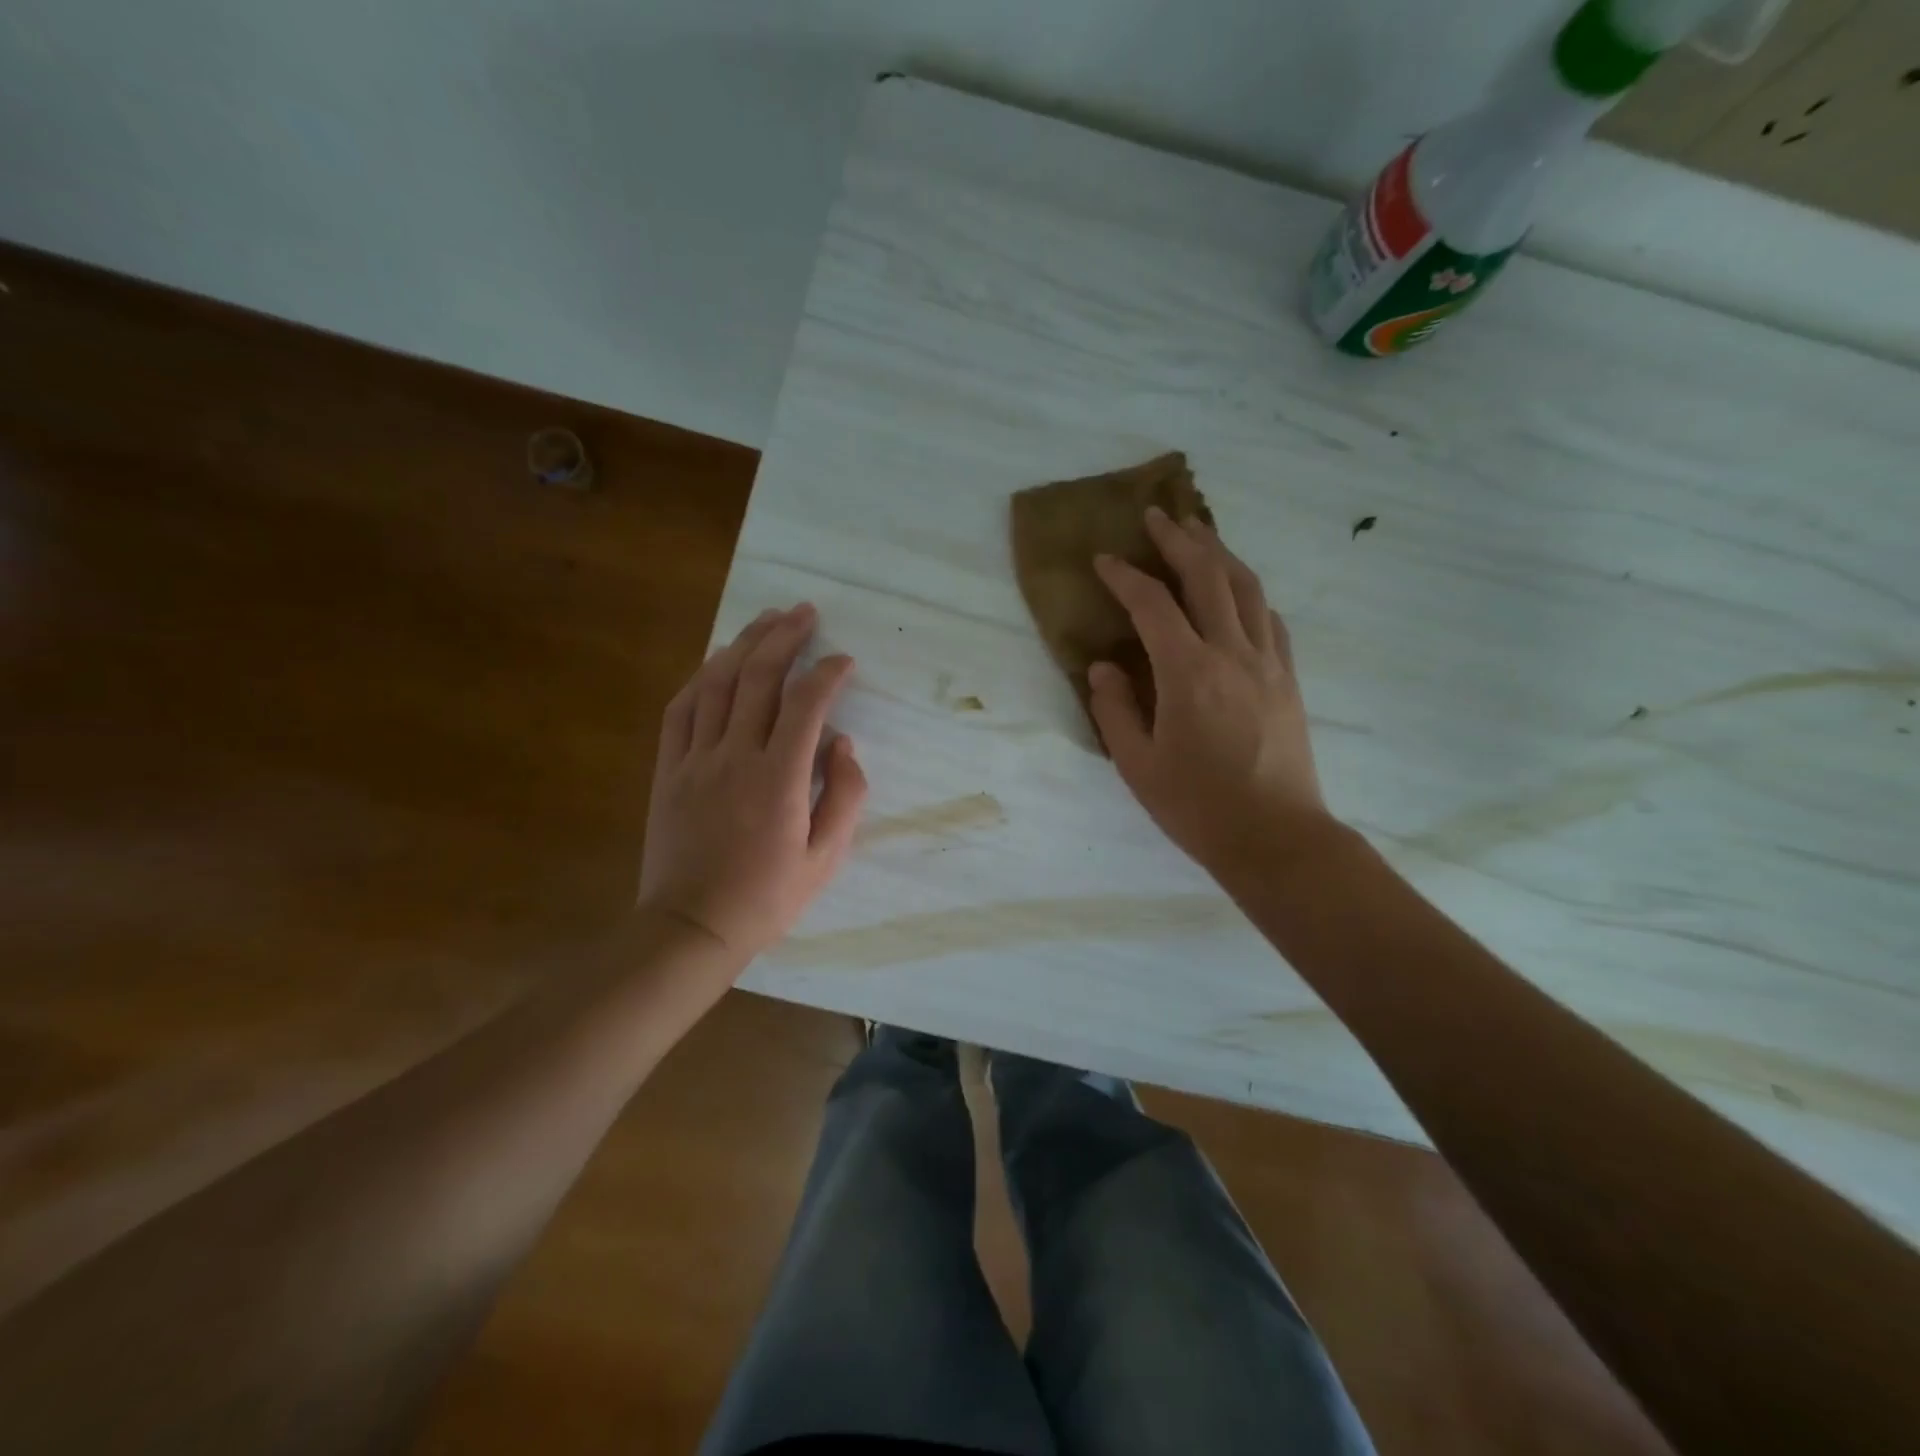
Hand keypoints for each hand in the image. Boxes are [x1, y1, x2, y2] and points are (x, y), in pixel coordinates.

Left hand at [639, 604, 866, 962]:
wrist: (692, 926)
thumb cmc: (767, 897)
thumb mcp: (826, 857)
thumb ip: (845, 795)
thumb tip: (843, 743)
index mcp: (779, 778)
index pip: (807, 703)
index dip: (829, 673)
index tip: (845, 662)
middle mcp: (736, 755)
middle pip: (759, 677)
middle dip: (785, 637)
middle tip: (804, 612)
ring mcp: (695, 759)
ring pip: (717, 683)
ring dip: (743, 644)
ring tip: (766, 619)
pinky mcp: (668, 769)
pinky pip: (681, 710)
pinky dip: (700, 678)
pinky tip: (716, 661)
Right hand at [1089, 508, 1335, 881]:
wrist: (1276, 837)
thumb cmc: (1198, 807)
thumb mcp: (1137, 765)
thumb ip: (1114, 709)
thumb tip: (1104, 667)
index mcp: (1188, 673)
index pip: (1152, 605)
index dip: (1124, 576)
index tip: (1103, 560)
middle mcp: (1232, 654)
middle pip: (1208, 576)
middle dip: (1179, 540)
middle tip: (1157, 516)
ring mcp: (1268, 663)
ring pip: (1247, 588)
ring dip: (1220, 554)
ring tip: (1198, 534)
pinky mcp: (1288, 679)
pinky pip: (1270, 618)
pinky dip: (1249, 593)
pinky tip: (1238, 591)